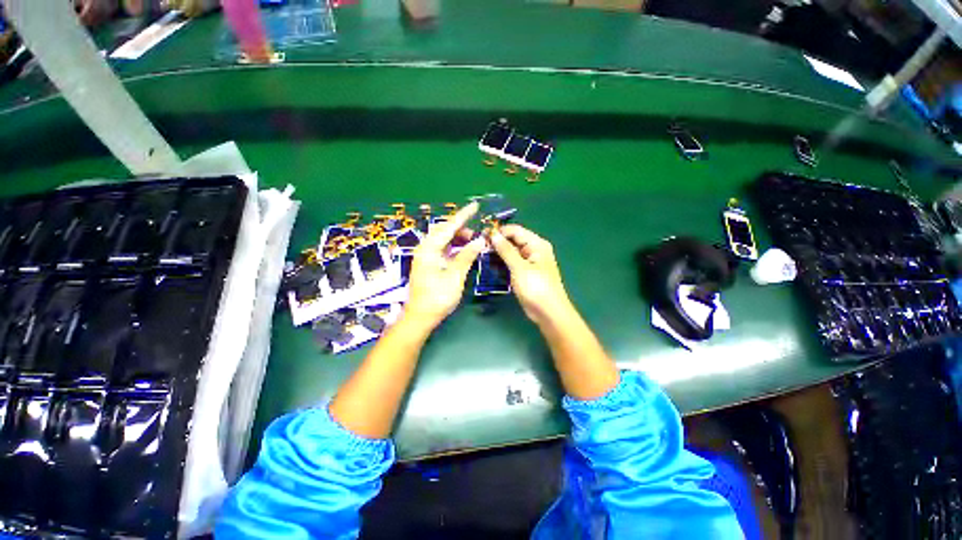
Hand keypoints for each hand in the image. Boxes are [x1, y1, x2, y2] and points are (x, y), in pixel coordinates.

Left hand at [404, 202, 485, 329]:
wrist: (421, 316)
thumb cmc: (437, 297)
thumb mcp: (455, 276)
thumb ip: (467, 256)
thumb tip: (479, 240)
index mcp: (429, 249)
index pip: (449, 226)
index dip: (463, 216)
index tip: (475, 206)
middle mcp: (425, 248)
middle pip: (445, 231)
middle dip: (462, 229)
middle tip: (478, 234)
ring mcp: (426, 256)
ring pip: (444, 240)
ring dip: (459, 239)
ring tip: (474, 242)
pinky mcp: (429, 263)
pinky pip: (443, 249)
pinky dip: (455, 247)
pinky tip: (464, 251)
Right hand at [488, 224, 573, 325]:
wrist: (548, 313)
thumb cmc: (536, 288)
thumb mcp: (519, 267)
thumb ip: (506, 250)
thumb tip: (494, 235)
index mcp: (536, 244)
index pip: (515, 230)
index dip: (499, 231)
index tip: (481, 236)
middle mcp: (533, 250)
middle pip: (512, 240)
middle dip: (496, 243)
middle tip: (478, 247)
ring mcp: (529, 262)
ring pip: (510, 252)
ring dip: (497, 254)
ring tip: (481, 256)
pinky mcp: (524, 273)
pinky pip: (511, 263)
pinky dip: (502, 263)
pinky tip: (490, 266)